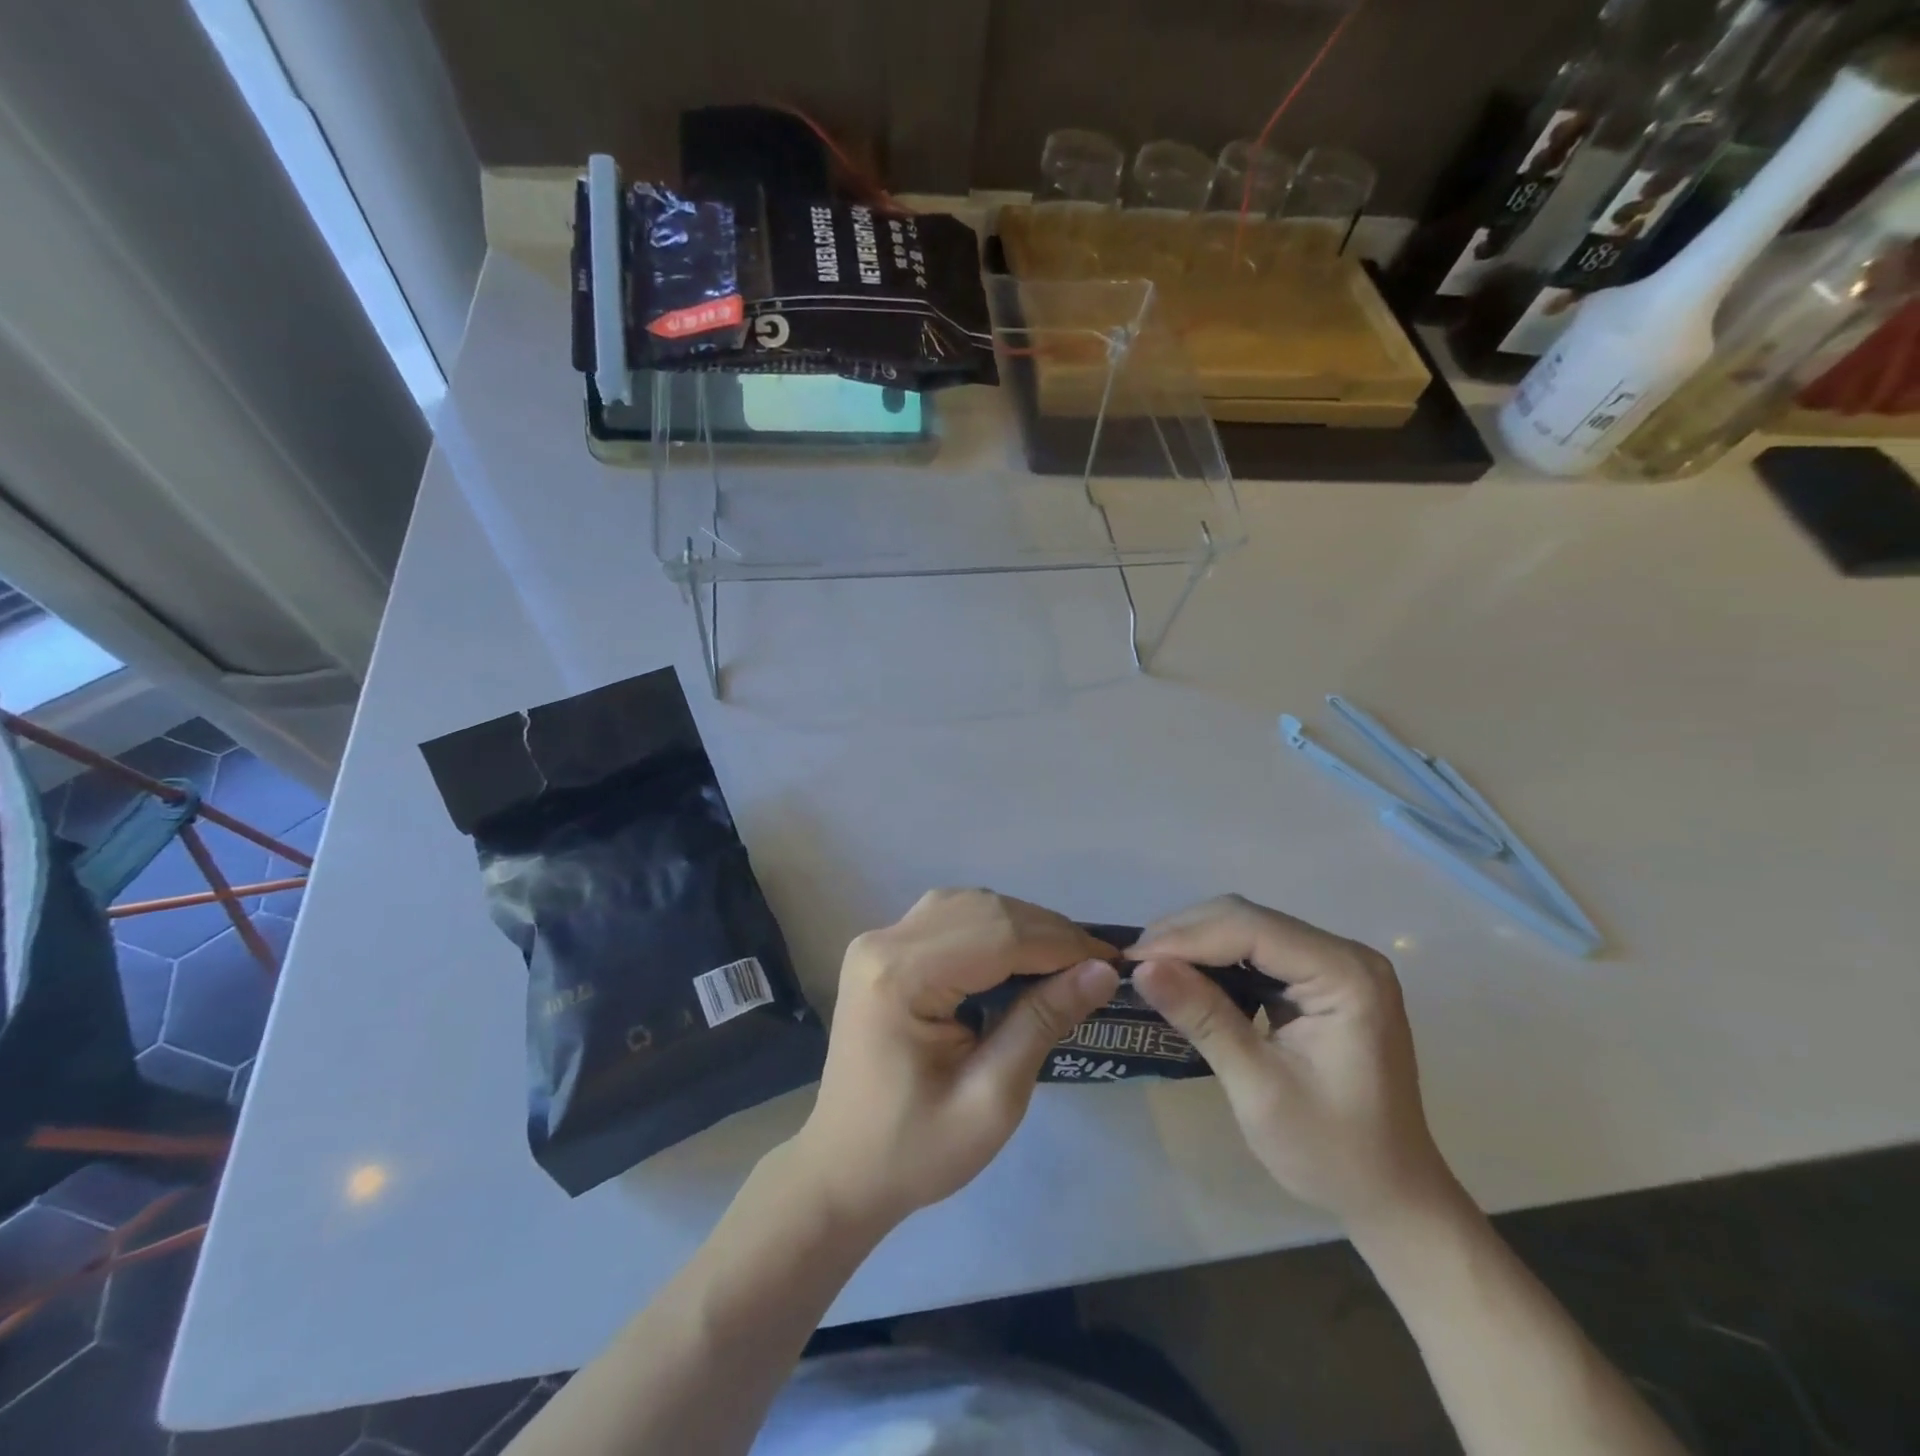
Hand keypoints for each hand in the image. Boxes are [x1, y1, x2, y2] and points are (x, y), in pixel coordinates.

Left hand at [791, 889, 1118, 1229]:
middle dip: (1045, 931)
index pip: (997, 934)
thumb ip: (1042, 1023)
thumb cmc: (915, 1150)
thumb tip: (1101, 970)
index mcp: (899, 976)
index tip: (1113, 961)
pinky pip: (950, 919)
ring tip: (1065, 962)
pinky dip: (993, 929)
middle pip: (982, 909)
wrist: (842, 1170)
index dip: (1061, 942)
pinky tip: (1020, 958)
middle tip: (1094, 965)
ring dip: (1022, 926)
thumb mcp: (992, 1101)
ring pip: (968, 905)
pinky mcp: (883, 950)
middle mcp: (883, 941)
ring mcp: (879, 941)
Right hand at [1130, 895, 1455, 1226]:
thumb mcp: (1259, 1089)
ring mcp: (1334, 964)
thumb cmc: (1333, 1153)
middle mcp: (1344, 954)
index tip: (1131, 960)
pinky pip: (1256, 951)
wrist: (1393, 1198)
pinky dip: (1215, 960)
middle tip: (1134, 965)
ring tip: (1150, 968)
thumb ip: (1204, 1019)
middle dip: (1186, 936)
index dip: (1185, 938)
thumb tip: (1142, 968)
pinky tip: (1186, 977)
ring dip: (1195, 944)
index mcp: (1346, 975)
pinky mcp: (1320, 979)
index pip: (1250, 929)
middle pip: (1247, 918)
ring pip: (1246, 928)